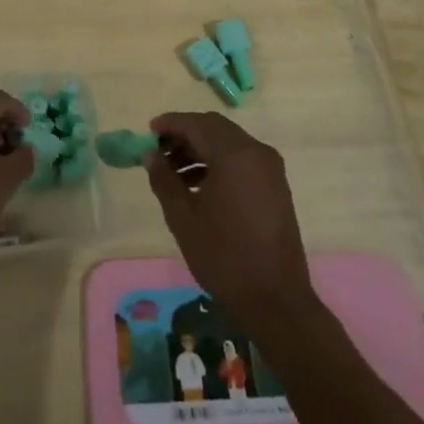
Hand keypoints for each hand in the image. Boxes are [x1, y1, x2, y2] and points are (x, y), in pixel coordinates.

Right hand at [144, 112, 315, 324]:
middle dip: (185, 135)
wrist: (275, 299)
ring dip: (200, 150)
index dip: (171, 123)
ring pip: (229, 143)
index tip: (148, 131)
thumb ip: (164, 179)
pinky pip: (242, 160)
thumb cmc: (223, 256)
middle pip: (215, 128)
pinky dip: (218, 163)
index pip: (197, 123)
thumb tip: (150, 154)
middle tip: (159, 152)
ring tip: (173, 173)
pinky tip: (198, 186)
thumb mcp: (183, 217)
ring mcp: (270, 169)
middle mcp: (257, 152)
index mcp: (235, 155)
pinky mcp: (275, 186)